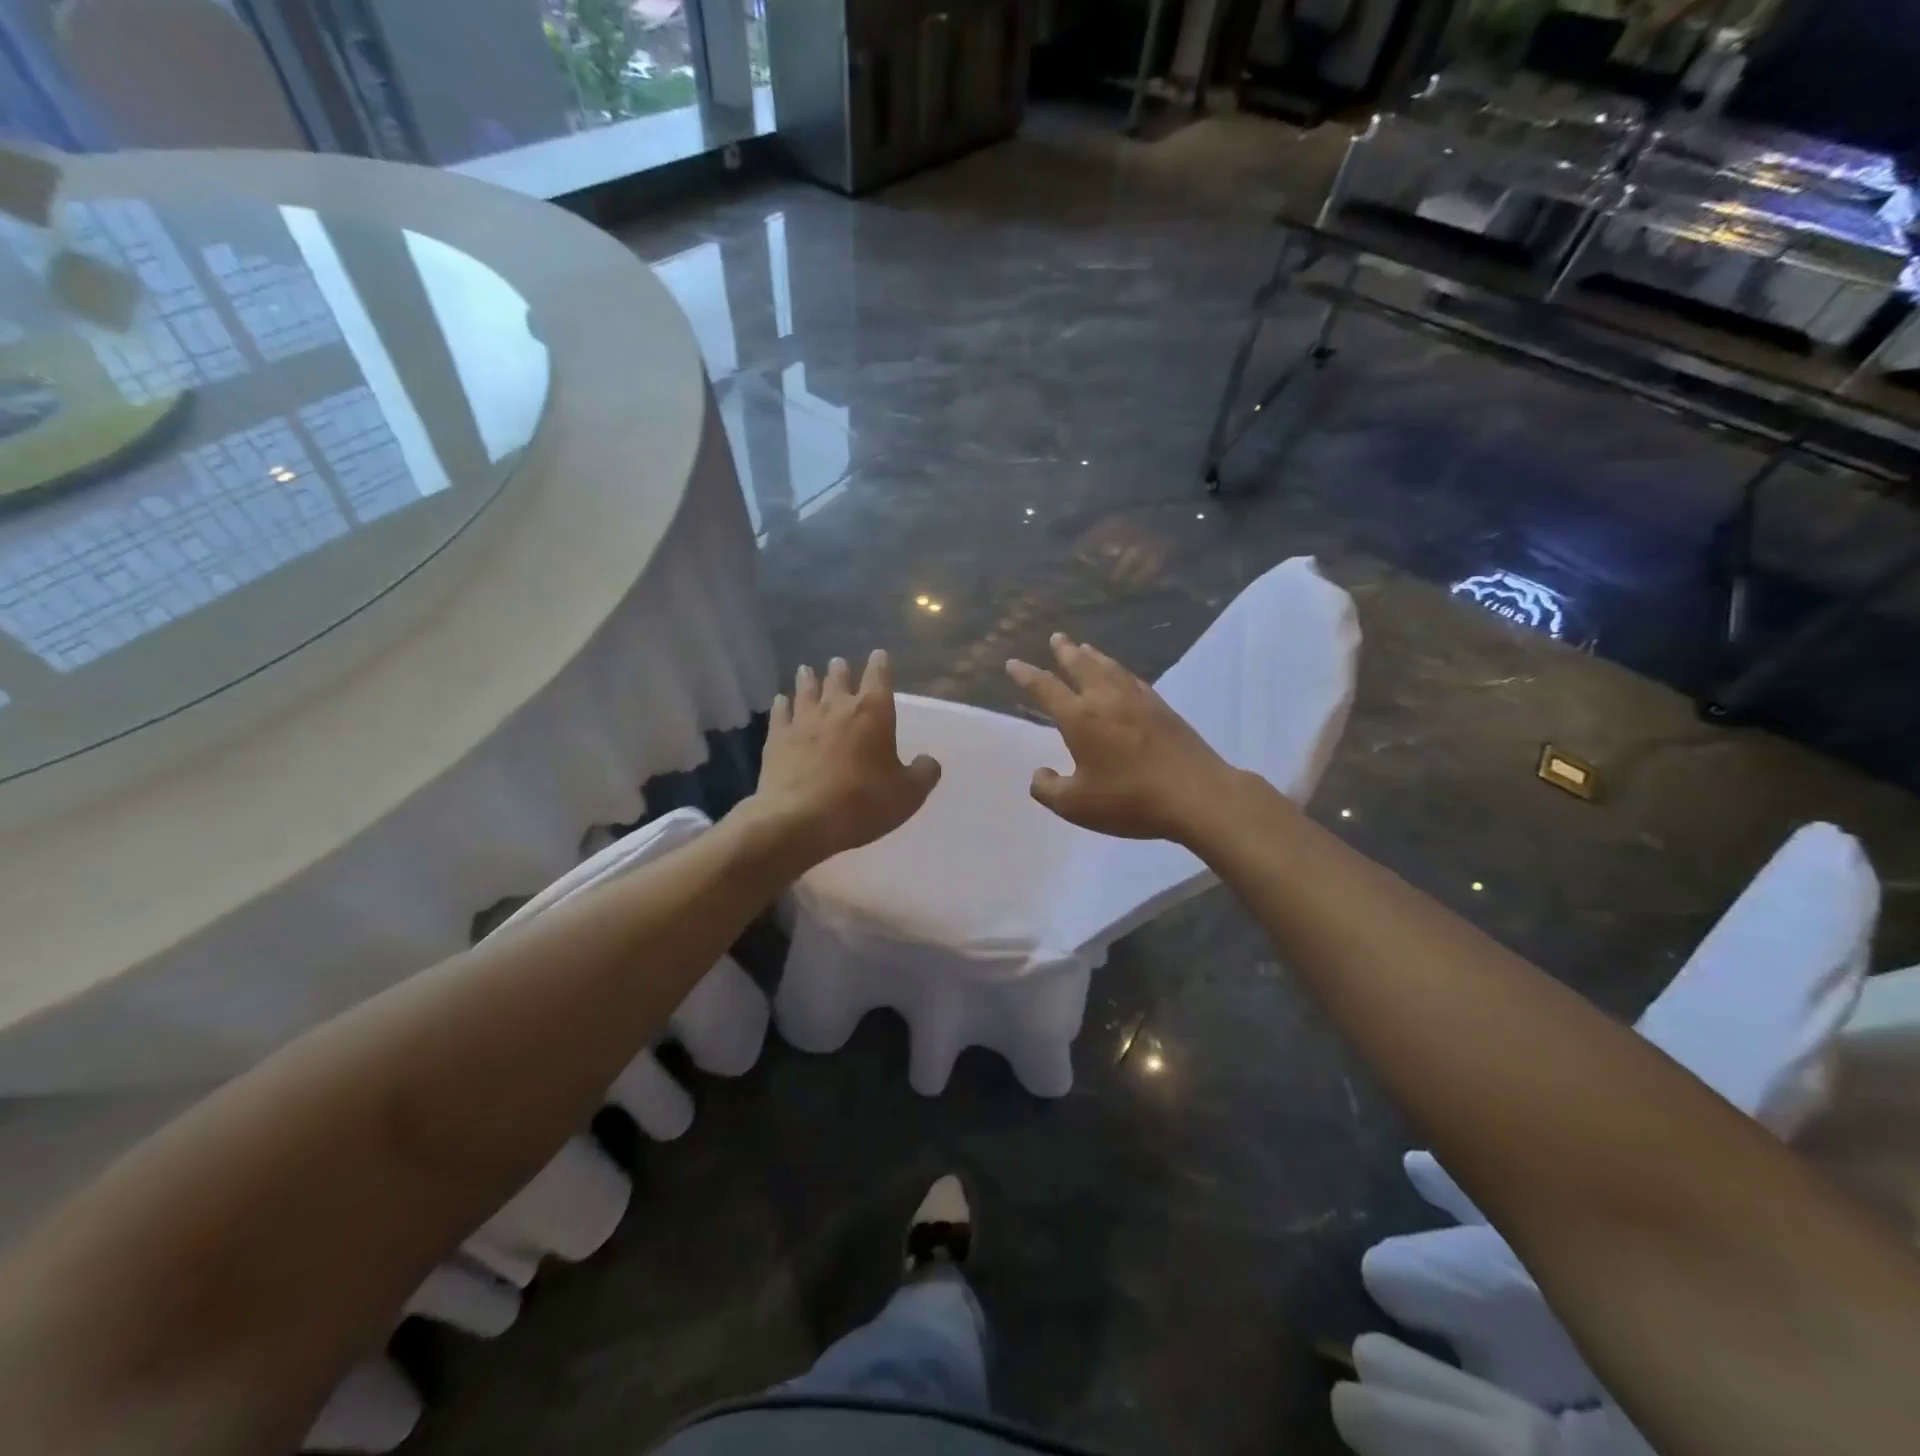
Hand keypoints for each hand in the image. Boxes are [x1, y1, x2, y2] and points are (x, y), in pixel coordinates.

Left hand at [747, 650, 940, 867]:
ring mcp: (803, 721)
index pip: (879, 678)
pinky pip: (780, 714)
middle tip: (837, 662)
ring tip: (806, 671)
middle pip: (838, 679)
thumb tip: (929, 761)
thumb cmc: (862, 803)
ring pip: (806, 691)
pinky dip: (782, 705)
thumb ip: (924, 773)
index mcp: (873, 713)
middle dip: (840, 670)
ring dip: (808, 680)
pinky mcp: (777, 739)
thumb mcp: (908, 794)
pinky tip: (780, 701)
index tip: (879, 654)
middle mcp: (837, 707)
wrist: (800, 820)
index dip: (880, 665)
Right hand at [1006, 634, 1236, 842]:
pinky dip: (1120, 670)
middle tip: (1056, 637)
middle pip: (1081, 665)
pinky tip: (1122, 674)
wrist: (1196, 794)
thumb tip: (1039, 773)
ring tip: (1084, 647)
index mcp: (1080, 718)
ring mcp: (1138, 701)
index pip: (1046, 688)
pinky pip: (1133, 679)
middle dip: (1065, 651)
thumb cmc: (1130, 800)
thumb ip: (1049, 789)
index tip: (1013, 663)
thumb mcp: (1076, 806)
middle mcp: (1106, 699)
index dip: (1027, 675)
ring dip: (1093, 655)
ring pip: (1109, 668)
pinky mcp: (1163, 709)